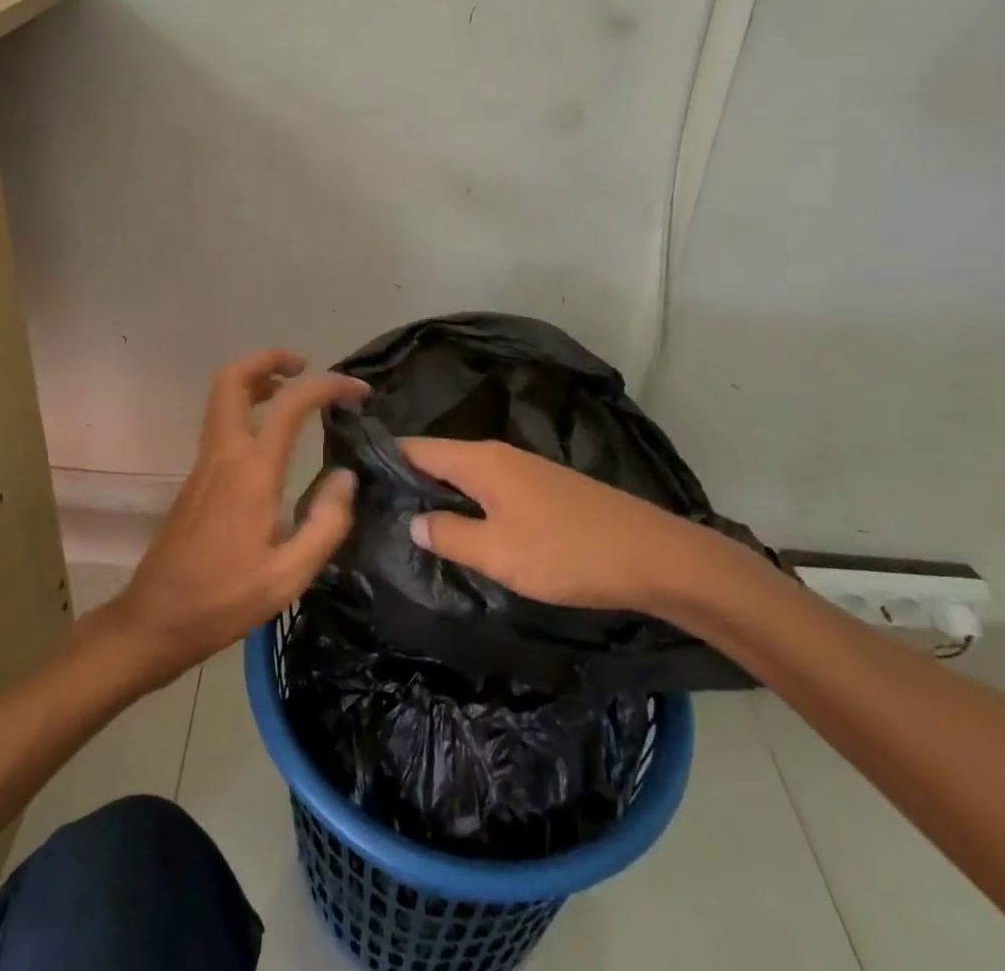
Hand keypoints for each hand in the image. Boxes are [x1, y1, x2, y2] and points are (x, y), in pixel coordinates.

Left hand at [97, 350, 368, 684]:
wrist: (155, 620)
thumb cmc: (224, 599)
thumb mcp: (289, 576)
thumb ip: (326, 523)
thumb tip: (345, 476)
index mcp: (251, 471)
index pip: (291, 404)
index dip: (328, 386)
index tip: (358, 391)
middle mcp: (223, 454)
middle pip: (232, 379)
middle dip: (268, 359)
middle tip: (304, 367)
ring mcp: (204, 464)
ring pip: (222, 398)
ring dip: (255, 380)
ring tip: (292, 393)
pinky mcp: (196, 478)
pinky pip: (221, 423)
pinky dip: (246, 408)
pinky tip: (271, 439)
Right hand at [400, 438, 728, 618]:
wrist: (652, 556)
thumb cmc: (567, 552)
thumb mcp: (498, 553)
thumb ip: (449, 535)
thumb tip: (411, 521)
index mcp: (480, 459)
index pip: (416, 448)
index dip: (384, 461)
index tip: (352, 482)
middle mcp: (498, 454)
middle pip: (438, 459)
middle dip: (407, 482)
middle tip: (372, 512)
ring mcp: (523, 471)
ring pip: (464, 477)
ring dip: (437, 496)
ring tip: (406, 525)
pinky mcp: (542, 491)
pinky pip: (488, 490)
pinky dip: (467, 505)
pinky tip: (461, 531)